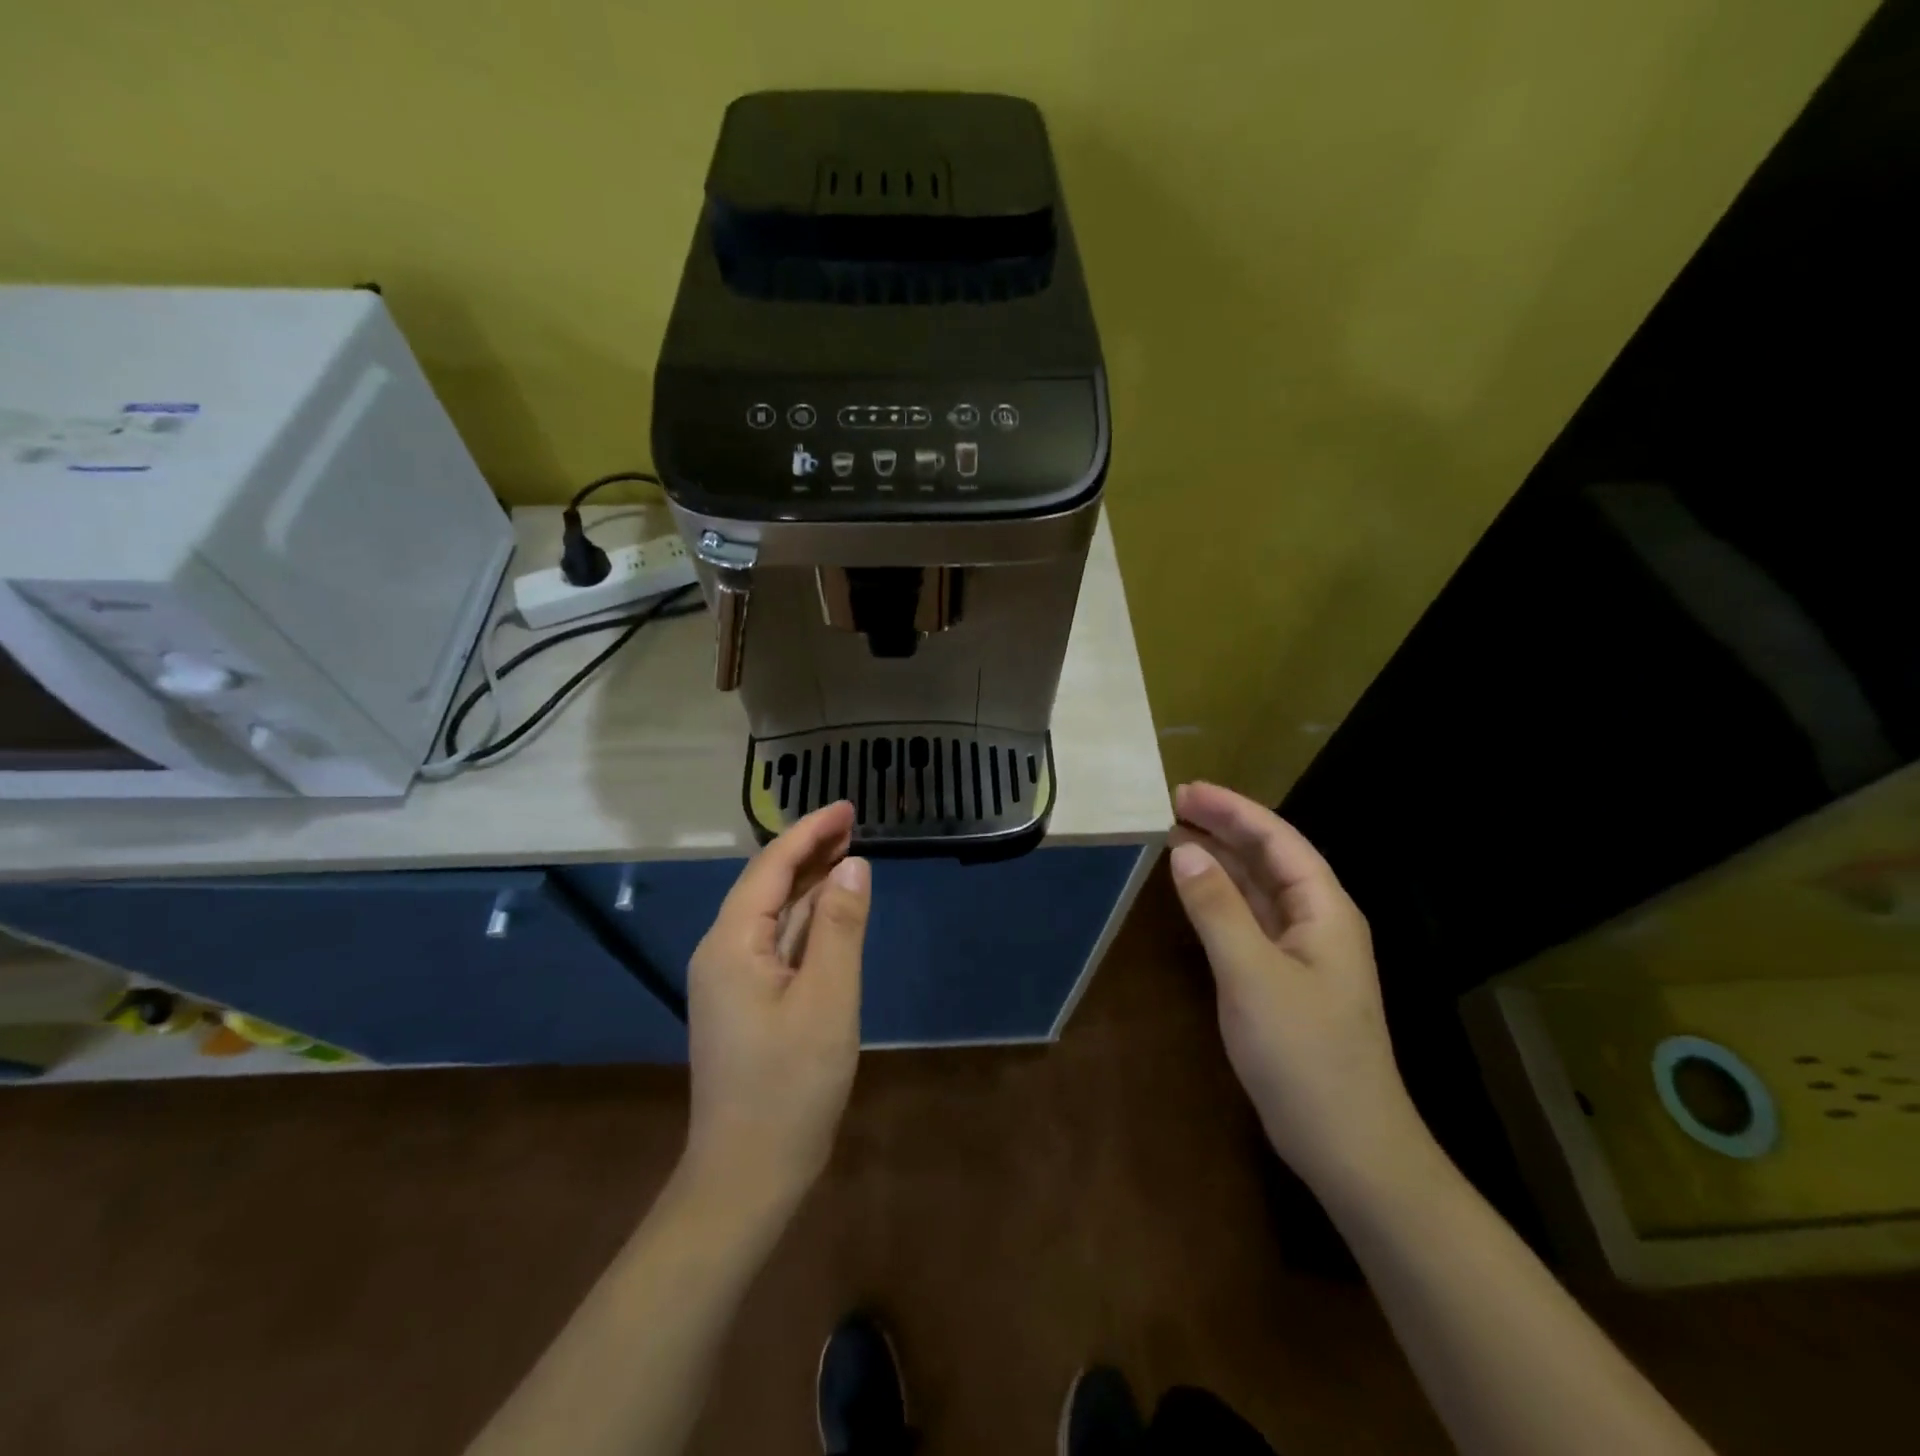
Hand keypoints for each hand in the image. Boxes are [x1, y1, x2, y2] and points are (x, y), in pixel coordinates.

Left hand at [682, 801, 870, 1216]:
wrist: (747, 1176)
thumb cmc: (790, 1086)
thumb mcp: (828, 1000)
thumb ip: (840, 927)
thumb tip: (853, 865)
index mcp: (732, 943)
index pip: (771, 867)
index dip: (810, 831)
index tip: (848, 807)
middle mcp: (722, 951)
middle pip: (767, 884)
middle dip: (809, 849)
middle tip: (854, 823)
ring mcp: (730, 978)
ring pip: (773, 913)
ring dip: (809, 881)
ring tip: (847, 853)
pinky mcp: (745, 1001)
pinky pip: (776, 942)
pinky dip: (806, 918)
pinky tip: (830, 909)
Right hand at [1168, 782, 1434, 1198]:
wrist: (1347, 1145)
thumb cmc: (1305, 1054)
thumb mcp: (1252, 974)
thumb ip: (1216, 908)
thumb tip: (1184, 850)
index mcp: (1325, 910)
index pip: (1278, 840)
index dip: (1233, 810)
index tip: (1185, 791)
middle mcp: (1317, 921)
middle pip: (1270, 858)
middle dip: (1225, 827)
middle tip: (1173, 805)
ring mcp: (1302, 953)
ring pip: (1259, 888)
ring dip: (1221, 859)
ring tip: (1176, 835)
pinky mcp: (1284, 980)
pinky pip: (1250, 920)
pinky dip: (1221, 897)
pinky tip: (1195, 890)